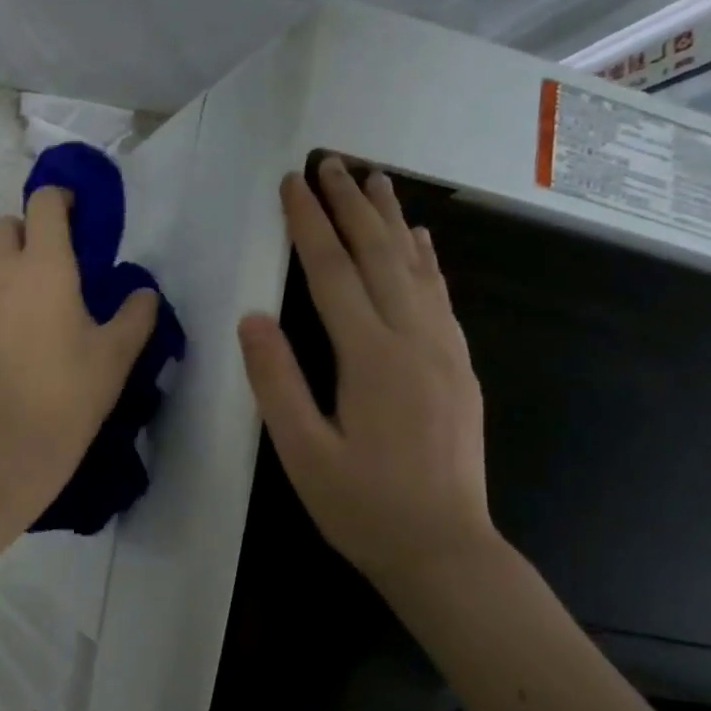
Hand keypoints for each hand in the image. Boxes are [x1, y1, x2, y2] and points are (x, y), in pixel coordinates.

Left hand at [0, 186, 159, 535]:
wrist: (0, 450)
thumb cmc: (67, 396)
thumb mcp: (116, 356)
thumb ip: (136, 313)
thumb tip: (142, 291)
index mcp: (43, 266)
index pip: (44, 203)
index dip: (60, 198)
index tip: (78, 215)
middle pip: (6, 226)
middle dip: (30, 234)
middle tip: (57, 269)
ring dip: (9, 273)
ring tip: (34, 316)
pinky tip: (8, 344)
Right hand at [238, 160, 492, 579]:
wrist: (446, 550)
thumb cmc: (363, 507)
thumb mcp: (302, 452)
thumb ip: (277, 381)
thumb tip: (251, 318)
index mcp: (371, 357)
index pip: (331, 273)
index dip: (309, 224)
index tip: (292, 183)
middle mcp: (413, 340)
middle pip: (378, 255)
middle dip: (351, 204)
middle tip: (331, 160)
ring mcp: (444, 351)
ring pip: (415, 267)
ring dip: (390, 219)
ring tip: (375, 178)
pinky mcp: (458, 367)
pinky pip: (440, 296)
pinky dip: (426, 259)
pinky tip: (419, 240)